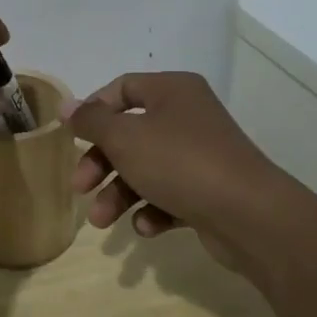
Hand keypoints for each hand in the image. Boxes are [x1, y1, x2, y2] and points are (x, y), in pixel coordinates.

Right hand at [66, 72, 276, 243]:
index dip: (93, 111)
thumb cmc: (179, 162)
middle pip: (129, 134)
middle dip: (101, 164)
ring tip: (103, 222)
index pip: (122, 88)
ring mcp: (201, 155)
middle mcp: (187, 117)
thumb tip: (67, 107)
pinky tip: (146, 227)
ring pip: (146, 168)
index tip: (72, 136)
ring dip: (119, 194)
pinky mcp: (209, 190)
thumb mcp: (124, 138)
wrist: (249, 215)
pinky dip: (152, 210)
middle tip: (80, 187)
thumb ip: (91, 121)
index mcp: (172, 91)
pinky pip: (170, 194)